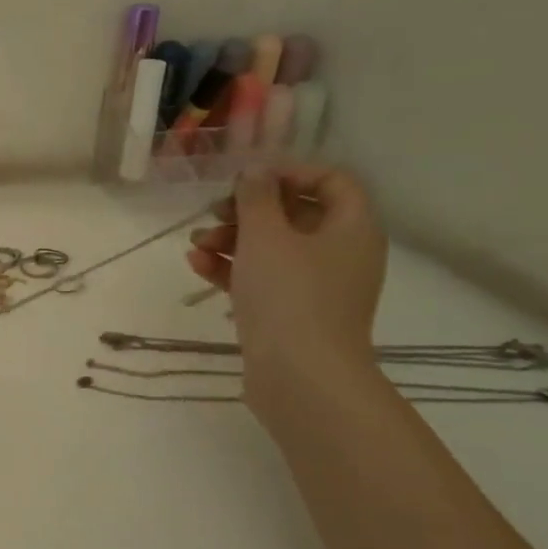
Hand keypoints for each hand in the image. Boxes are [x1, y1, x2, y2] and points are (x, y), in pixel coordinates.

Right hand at [186, 164, 386, 416]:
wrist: (300, 377)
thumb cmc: (289, 296)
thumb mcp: (266, 236)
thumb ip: (256, 197)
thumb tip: (255, 171)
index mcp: (351, 228)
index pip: (331, 181)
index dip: (289, 172)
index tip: (247, 179)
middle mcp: (340, 253)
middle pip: (294, 214)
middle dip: (248, 210)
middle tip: (214, 212)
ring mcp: (315, 287)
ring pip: (272, 248)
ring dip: (231, 239)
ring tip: (195, 244)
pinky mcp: (290, 313)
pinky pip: (261, 278)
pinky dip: (231, 268)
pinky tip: (196, 265)